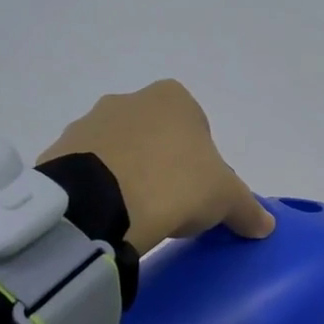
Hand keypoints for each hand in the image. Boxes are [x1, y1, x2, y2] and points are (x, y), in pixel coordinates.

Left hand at [39, 80, 274, 255]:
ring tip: (136, 215)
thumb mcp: (225, 199)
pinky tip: (107, 216)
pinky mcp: (58, 152)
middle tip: (169, 205)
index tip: (198, 191)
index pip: (196, 126)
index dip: (201, 160)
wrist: (100, 204)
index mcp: (173, 98)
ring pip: (119, 151)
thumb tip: (265, 225)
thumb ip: (248, 208)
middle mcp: (128, 100)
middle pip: (155, 136)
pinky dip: (98, 189)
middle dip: (162, 164)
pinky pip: (87, 171)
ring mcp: (89, 124)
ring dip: (128, 175)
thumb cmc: (175, 185)